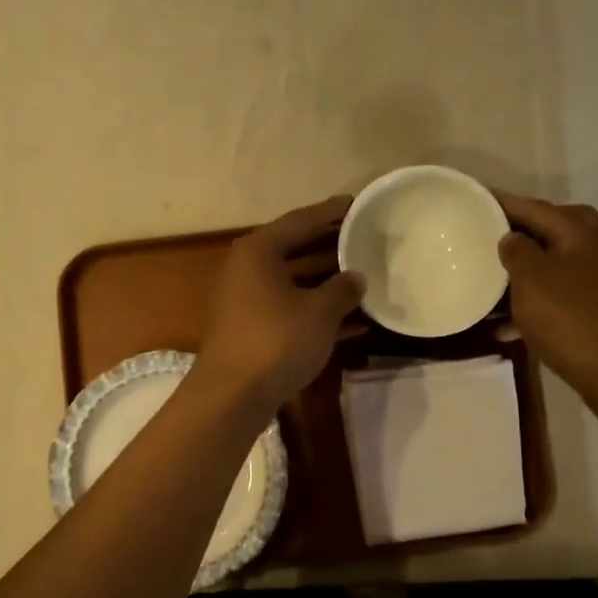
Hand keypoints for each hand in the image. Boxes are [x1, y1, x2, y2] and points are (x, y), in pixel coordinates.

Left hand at [194, 197, 365, 414]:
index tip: (356, 203)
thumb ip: (342, 290)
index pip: (301, 221)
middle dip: (330, 247)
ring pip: (295, 282)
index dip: (331, 213)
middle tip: (364, 238)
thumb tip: (357, 277)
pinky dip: (317, 313)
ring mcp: (247, 301)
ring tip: (365, 277)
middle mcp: (248, 269)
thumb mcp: (319, 312)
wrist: (233, 394)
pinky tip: (354, 323)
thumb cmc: (277, 340)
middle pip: (295, 249)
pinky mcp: (252, 329)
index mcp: (259, 251)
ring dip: (327, 283)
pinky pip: (291, 310)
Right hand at [497, 193, 597, 392]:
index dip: (504, 203)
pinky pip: (558, 298)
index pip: (535, 207)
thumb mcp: (531, 278)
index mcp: (579, 233)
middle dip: (521, 233)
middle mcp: (596, 249)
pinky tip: (507, 327)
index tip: (477, 199)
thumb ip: (517, 251)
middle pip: (553, 231)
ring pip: (555, 266)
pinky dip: (534, 306)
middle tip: (490, 237)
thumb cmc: (569, 317)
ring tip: (490, 282)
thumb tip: (512, 238)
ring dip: (524, 273)